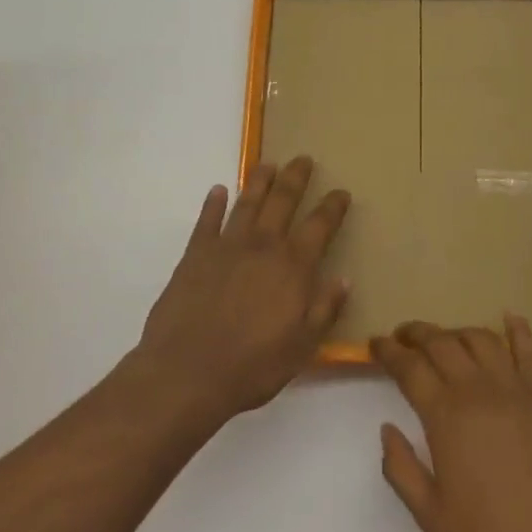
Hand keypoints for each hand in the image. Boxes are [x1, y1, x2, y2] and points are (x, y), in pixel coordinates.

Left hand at [132, 157, 350, 426]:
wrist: (187, 373)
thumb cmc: (253, 367)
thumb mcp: (302, 347)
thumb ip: (325, 309)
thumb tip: (344, 278)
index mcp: (293, 267)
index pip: (320, 226)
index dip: (333, 207)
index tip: (342, 192)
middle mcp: (263, 246)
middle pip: (283, 201)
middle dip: (296, 178)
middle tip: (304, 159)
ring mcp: (226, 247)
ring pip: (247, 203)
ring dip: (259, 180)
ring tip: (268, 164)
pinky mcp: (195, 255)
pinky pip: (207, 221)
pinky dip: (213, 204)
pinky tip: (217, 190)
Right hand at [373, 317, 531, 531]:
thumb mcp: (432, 517)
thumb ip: (401, 470)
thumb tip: (387, 429)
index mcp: (445, 416)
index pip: (409, 367)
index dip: (388, 350)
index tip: (375, 343)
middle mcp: (477, 390)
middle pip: (441, 342)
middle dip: (416, 333)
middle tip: (401, 335)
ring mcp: (514, 389)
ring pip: (479, 338)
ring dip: (456, 331)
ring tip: (444, 338)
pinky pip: (528, 351)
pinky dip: (517, 329)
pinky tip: (509, 317)